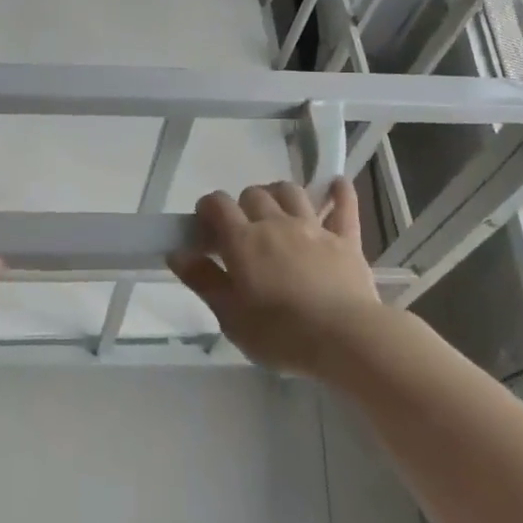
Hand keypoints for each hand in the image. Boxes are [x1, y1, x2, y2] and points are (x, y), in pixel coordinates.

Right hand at [168, 179, 383, 376]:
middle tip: (242, 230)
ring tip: (276, 210)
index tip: (205, 227)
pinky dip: (339, 193)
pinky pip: (344, 206)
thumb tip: (177, 252)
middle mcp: (275, 222)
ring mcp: (313, 227)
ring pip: (291, 191)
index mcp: (243, 240)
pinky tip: (336, 184)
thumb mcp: (231, 317)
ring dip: (279, 194)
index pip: (218, 204)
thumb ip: (203, 280)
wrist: (345, 338)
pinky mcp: (345, 239)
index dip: (208, 209)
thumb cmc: (281, 334)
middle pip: (254, 193)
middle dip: (243, 204)